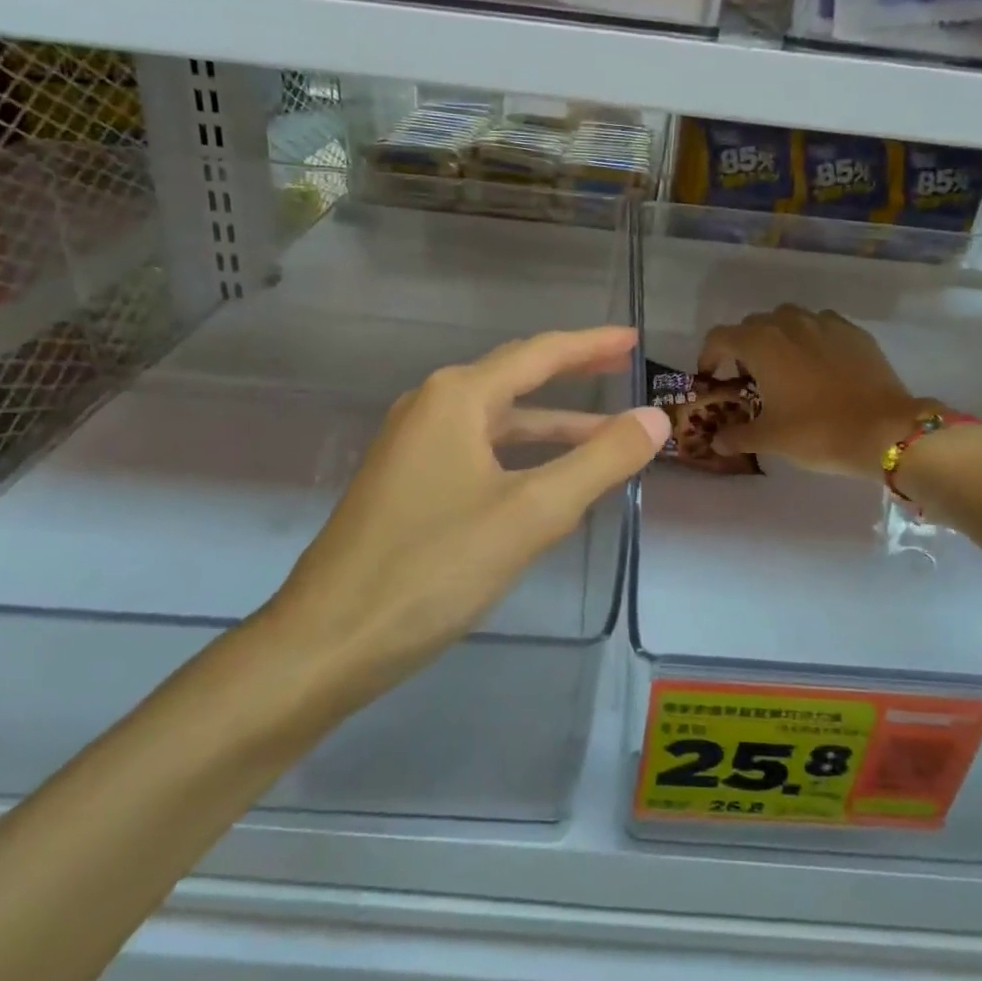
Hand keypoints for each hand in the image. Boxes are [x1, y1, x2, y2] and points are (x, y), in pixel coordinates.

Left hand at [260, 326, 667, 721]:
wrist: (327, 641)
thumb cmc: (433, 568)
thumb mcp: (531, 513)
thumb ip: (600, 461)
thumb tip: (654, 418)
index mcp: (457, 397)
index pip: (539, 354)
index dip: (591, 345)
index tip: (634, 339)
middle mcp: (430, 407)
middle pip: (515, 378)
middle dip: (572, 375)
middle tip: (623, 369)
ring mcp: (412, 446)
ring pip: (497, 423)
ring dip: (551, 427)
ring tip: (605, 436)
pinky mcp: (406, 484)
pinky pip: (478, 452)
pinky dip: (521, 456)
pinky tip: (546, 479)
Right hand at [701, 306, 938, 479]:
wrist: (885, 429)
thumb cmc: (818, 431)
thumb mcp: (770, 439)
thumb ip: (738, 435)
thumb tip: (717, 441)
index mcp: (760, 344)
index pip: (720, 337)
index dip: (709, 356)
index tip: (712, 376)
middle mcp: (788, 323)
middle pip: (753, 324)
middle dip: (744, 347)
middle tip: (748, 378)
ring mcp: (824, 323)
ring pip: (789, 319)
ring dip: (778, 337)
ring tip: (785, 367)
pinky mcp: (854, 331)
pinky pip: (821, 325)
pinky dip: (811, 339)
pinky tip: (819, 365)